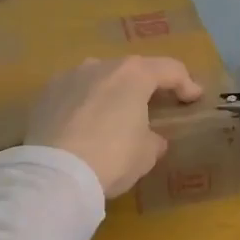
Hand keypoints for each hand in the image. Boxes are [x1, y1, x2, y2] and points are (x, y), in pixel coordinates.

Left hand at [25, 56, 204, 198]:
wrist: (54, 174)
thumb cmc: (111, 157)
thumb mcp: (146, 154)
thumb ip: (153, 139)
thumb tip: (151, 138)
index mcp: (133, 74)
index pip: (169, 70)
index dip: (186, 83)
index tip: (194, 98)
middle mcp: (100, 65)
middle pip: (131, 70)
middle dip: (144, 86)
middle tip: (154, 106)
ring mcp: (69, 76)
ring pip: (99, 79)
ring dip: (110, 93)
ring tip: (113, 116)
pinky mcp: (45, 94)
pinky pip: (74, 94)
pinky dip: (84, 105)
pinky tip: (83, 126)